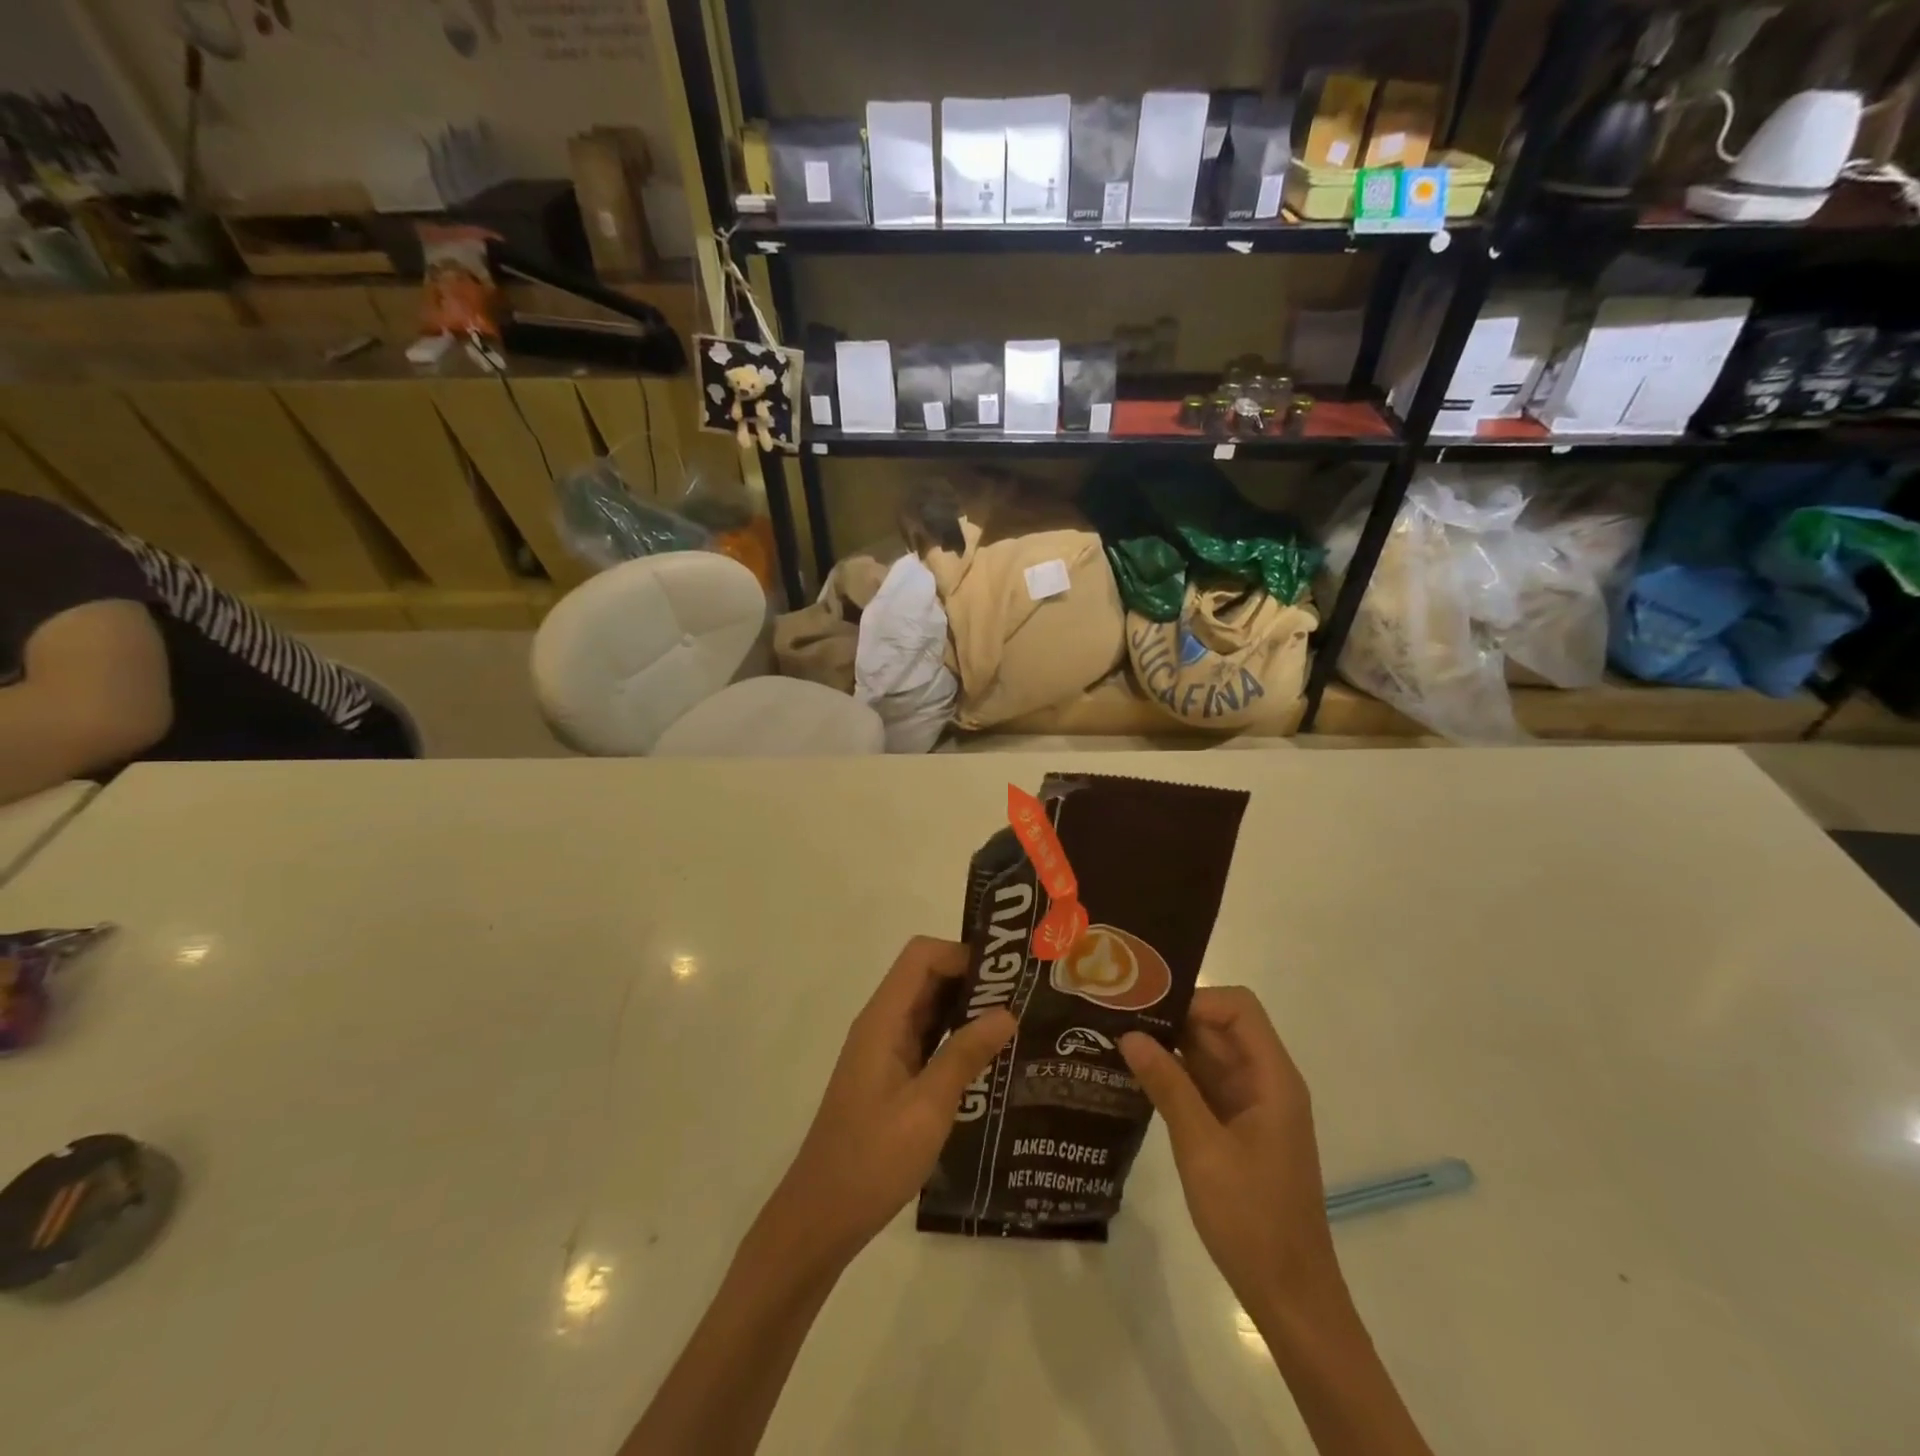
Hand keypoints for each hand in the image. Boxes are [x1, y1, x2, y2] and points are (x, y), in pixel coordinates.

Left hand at [770, 937, 1015, 1266]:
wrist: (822, 1216)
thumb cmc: (872, 1160)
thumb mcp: (927, 1108)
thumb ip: (965, 1055)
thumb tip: (1007, 1012)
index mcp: (883, 1020)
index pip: (921, 956)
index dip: (962, 955)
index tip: (1005, 976)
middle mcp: (882, 1025)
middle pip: (927, 977)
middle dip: (972, 980)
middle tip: (1023, 998)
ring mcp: (886, 1051)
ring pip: (930, 1009)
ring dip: (968, 1010)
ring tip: (1017, 1024)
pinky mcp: (892, 1077)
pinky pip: (929, 1040)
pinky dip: (958, 1039)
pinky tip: (991, 1060)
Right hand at [1119, 987, 1340, 1319]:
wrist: (1290, 1296)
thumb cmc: (1252, 1219)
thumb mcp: (1202, 1148)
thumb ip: (1167, 1087)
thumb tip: (1129, 1035)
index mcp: (1272, 1079)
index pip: (1238, 1009)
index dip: (1196, 1000)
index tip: (1150, 1012)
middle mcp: (1264, 1082)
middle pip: (1220, 1027)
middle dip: (1173, 1018)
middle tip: (1119, 1017)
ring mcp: (1250, 1105)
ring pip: (1208, 1054)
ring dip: (1169, 1046)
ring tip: (1117, 1039)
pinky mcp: (1236, 1128)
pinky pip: (1203, 1084)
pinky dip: (1173, 1075)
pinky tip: (1135, 1076)